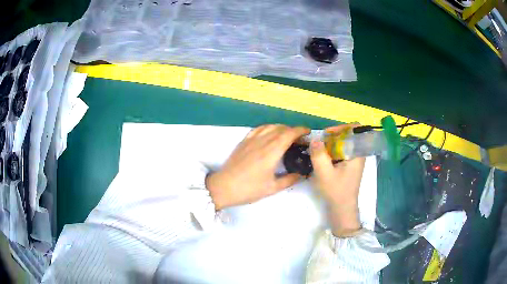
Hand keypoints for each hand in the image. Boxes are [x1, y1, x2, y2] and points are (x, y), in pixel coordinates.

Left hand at [206, 125, 309, 209]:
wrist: (224, 187)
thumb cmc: (249, 189)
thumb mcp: (272, 188)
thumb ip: (289, 180)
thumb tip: (300, 175)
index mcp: (271, 152)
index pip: (289, 134)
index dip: (300, 130)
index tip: (308, 132)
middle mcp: (262, 141)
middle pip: (280, 128)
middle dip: (293, 130)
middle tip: (299, 138)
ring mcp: (251, 140)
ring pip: (269, 126)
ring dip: (281, 127)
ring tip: (286, 135)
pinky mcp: (243, 141)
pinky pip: (258, 128)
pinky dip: (267, 127)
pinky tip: (269, 133)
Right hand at [309, 124, 364, 236]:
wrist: (342, 208)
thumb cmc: (336, 191)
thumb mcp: (324, 173)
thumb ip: (319, 155)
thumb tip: (315, 139)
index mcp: (357, 153)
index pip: (355, 129)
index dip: (341, 127)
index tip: (327, 134)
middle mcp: (358, 153)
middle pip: (348, 134)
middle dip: (333, 136)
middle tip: (320, 143)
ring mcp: (354, 159)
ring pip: (343, 142)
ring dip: (331, 143)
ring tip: (319, 150)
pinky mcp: (349, 164)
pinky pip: (341, 150)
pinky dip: (332, 150)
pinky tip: (323, 158)